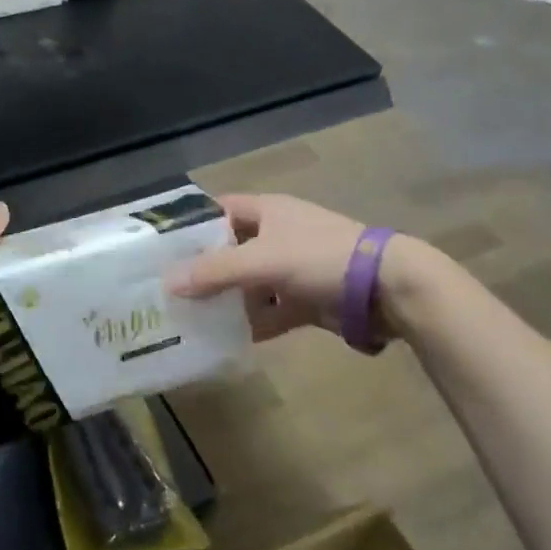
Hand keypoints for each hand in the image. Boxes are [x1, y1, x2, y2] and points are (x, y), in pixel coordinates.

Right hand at [166, 193, 364, 340]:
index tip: (163, 247)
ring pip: (250, 283)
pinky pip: (272, 310)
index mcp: (267, 211)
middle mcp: (277, 235)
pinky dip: (254, 323)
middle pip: (231, 249)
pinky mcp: (308, 299)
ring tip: (191, 318)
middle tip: (170, 289)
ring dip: (228, 300)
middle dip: (204, 269)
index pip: (219, 210)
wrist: (387, 290)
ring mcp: (293, 268)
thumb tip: (168, 283)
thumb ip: (215, 271)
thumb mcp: (263, 260)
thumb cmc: (320, 258)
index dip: (192, 224)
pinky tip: (229, 340)